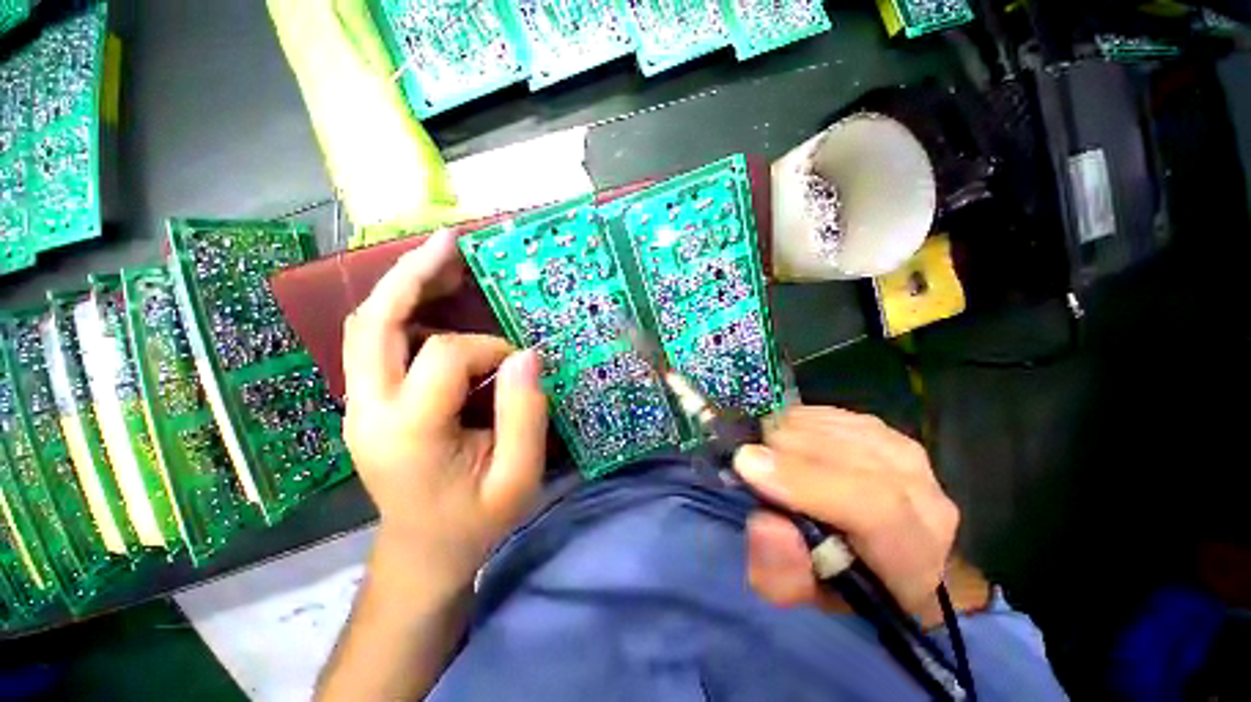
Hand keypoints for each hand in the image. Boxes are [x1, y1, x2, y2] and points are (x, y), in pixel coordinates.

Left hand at [341, 230, 548, 588]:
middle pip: (375, 322)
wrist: (423, 551)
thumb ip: (525, 414)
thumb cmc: (475, 520)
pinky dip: (405, 312)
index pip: (445, 356)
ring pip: (368, 327)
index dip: (490, 350)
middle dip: (414, 276)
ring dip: (405, 288)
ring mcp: (359, 406)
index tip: (520, 367)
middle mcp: (367, 411)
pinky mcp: (366, 404)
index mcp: (407, 432)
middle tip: (449, 242)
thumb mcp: (518, 477)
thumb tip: (527, 354)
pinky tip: (434, 302)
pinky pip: (378, 344)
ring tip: (444, 260)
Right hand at [733, 406, 958, 624]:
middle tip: (749, 464)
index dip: (805, 481)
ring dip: (785, 436)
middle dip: (781, 453)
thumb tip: (765, 522)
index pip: (874, 508)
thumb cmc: (840, 579)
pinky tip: (786, 442)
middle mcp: (922, 495)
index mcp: (914, 555)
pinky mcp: (881, 426)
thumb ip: (781, 572)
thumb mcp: (801, 593)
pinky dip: (794, 423)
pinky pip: (825, 413)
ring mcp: (903, 451)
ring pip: (830, 427)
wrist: (879, 549)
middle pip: (844, 454)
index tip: (747, 465)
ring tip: (768, 457)